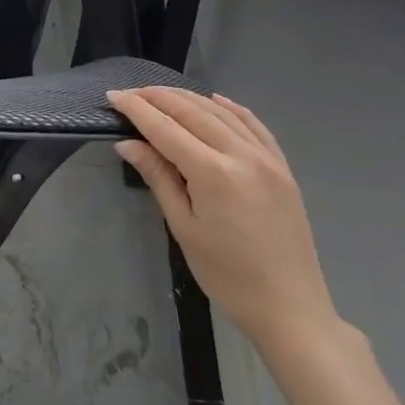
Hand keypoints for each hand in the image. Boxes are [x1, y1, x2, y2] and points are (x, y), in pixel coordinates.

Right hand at [108, 86, 337, 352]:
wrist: (291, 310)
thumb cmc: (227, 276)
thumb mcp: (183, 227)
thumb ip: (158, 177)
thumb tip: (128, 143)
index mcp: (214, 174)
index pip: (165, 128)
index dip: (136, 109)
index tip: (113, 95)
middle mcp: (242, 156)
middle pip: (193, 112)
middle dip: (158, 98)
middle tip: (129, 93)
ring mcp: (268, 160)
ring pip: (222, 113)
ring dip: (188, 98)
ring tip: (160, 94)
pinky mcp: (283, 169)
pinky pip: (255, 126)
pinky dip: (231, 108)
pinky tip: (215, 100)